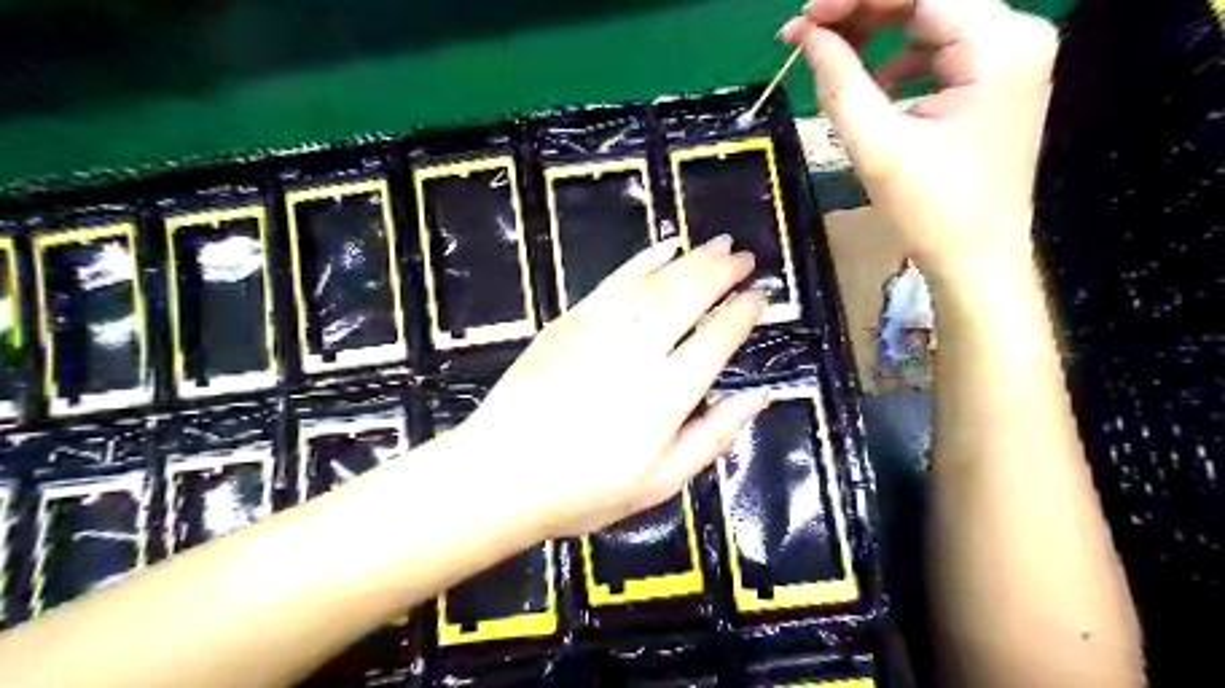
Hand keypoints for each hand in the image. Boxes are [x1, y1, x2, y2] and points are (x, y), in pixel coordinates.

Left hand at [455, 238, 767, 540]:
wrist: (501, 475)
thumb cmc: (584, 491)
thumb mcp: (660, 483)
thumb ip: (713, 437)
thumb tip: (757, 398)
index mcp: (667, 395)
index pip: (717, 339)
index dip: (743, 314)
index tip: (761, 296)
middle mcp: (638, 351)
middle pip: (689, 297)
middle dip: (722, 272)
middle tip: (744, 257)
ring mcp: (600, 329)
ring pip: (656, 282)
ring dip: (691, 259)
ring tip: (717, 244)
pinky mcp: (569, 321)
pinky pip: (615, 280)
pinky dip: (643, 260)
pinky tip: (664, 248)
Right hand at [786, 1, 1063, 287]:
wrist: (977, 259)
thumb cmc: (931, 209)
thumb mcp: (876, 145)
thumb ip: (839, 81)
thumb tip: (807, 36)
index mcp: (998, 46)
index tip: (802, 17)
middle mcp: (1016, 35)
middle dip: (863, 12)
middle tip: (806, 34)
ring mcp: (1011, 57)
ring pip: (932, 21)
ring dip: (878, 36)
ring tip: (831, 62)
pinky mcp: (997, 80)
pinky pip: (941, 51)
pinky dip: (899, 62)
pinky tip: (872, 89)